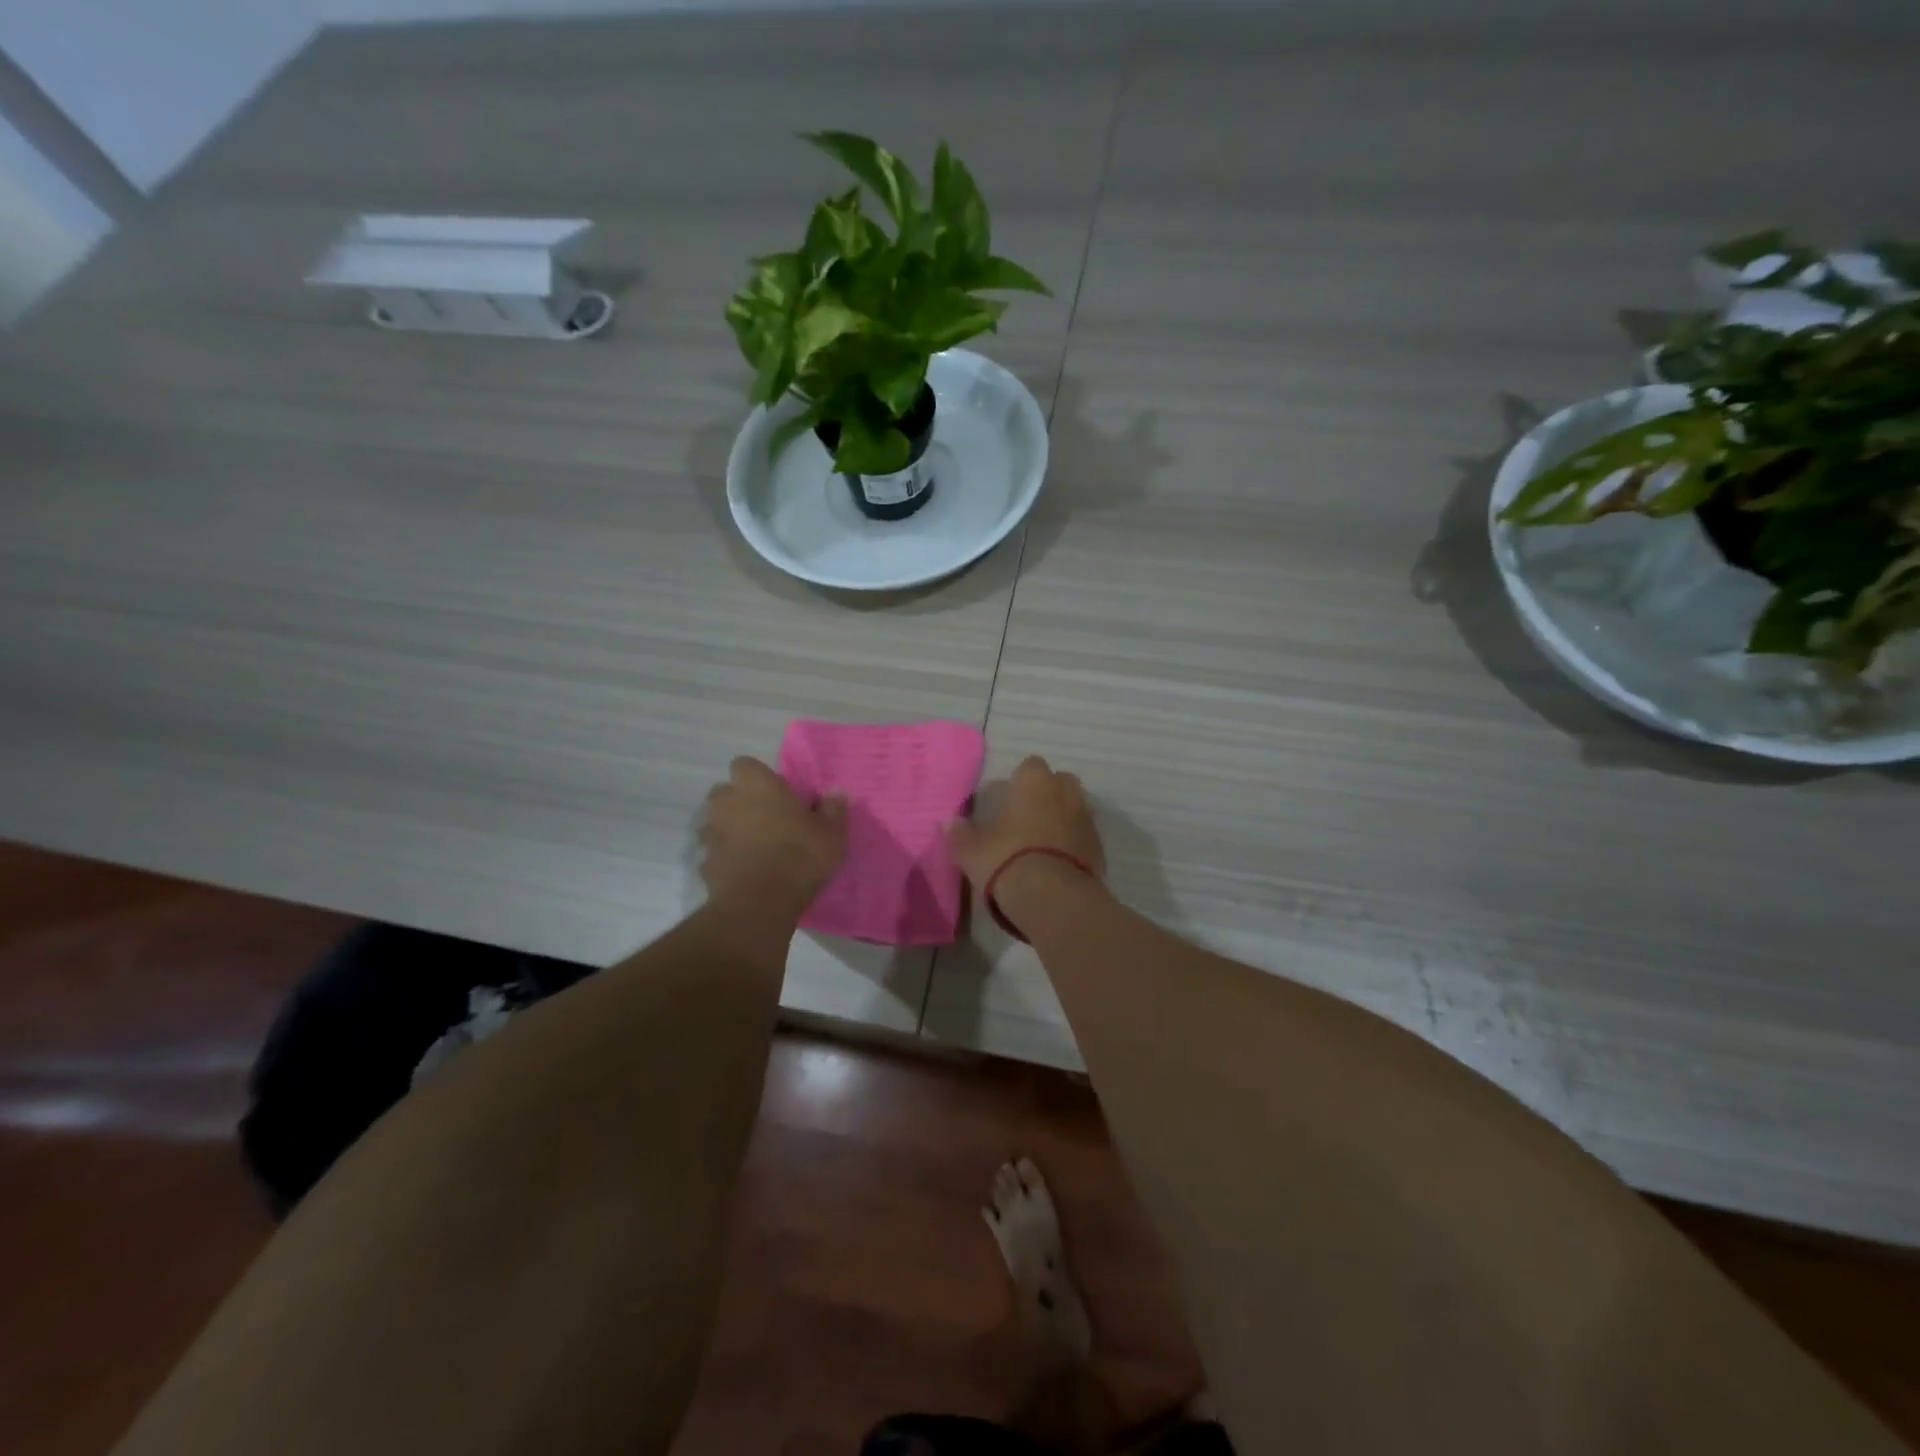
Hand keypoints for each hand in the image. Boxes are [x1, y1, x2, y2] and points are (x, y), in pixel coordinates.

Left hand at [700, 757, 847, 914]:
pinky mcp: (704, 864)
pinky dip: (727, 859)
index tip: (776, 793)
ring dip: (730, 830)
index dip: (758, 777)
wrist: (760, 903)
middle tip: (765, 819)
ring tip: (754, 848)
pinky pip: (715, 854)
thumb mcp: (832, 833)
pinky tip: (746, 873)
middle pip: (725, 793)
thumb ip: (833, 810)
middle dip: (739, 802)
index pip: (745, 764)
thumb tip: (836, 795)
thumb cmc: (799, 855)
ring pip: (715, 823)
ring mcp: (711, 834)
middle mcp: (727, 803)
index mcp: (756, 785)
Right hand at [945, 756, 1104, 889]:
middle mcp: (1065, 793)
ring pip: (1075, 808)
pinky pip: (1084, 837)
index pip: (1030, 766)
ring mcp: (1087, 820)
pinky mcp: (1100, 848)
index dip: (1020, 781)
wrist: (1053, 898)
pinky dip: (1074, 844)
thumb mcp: (971, 850)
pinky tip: (1057, 863)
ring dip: (1063, 819)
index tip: (1007, 800)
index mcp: (1034, 782)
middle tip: (1027, 818)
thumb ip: (960, 834)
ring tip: (1042, 843)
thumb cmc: (1007, 860)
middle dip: (1047, 794)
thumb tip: (949, 822)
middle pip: (1060, 783)